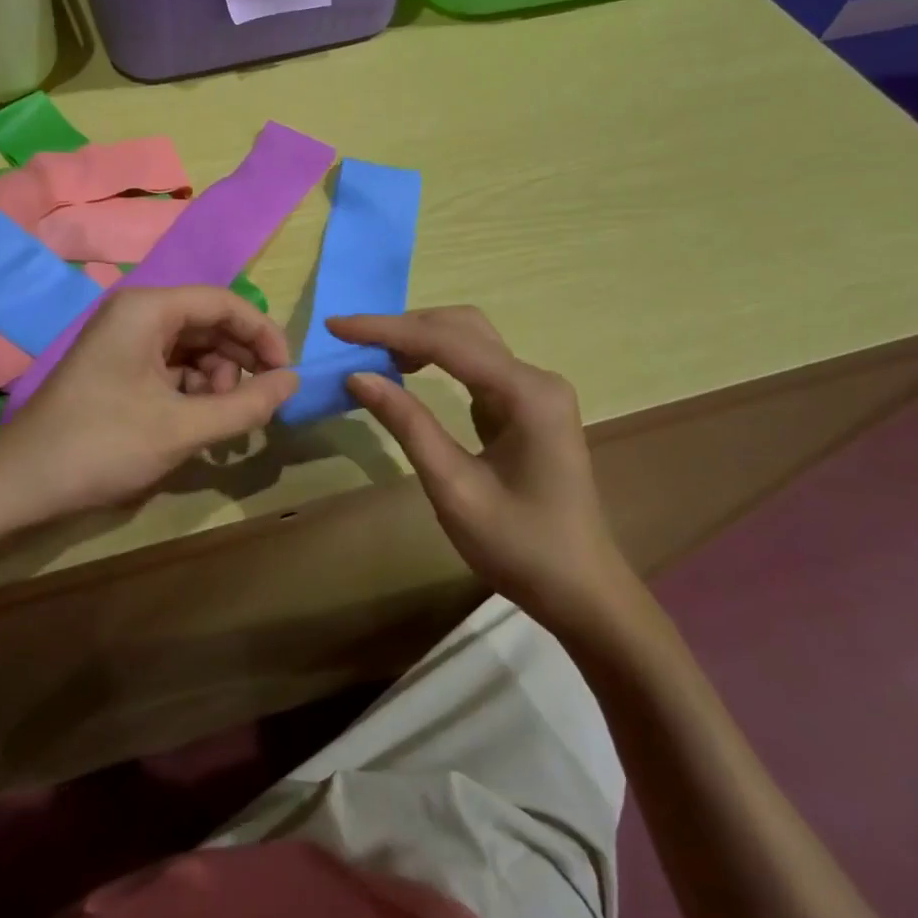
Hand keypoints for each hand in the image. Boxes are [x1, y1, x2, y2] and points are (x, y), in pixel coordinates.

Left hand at [0, 287, 298, 525]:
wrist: (21, 484)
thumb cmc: (103, 445)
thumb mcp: (183, 428)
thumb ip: (246, 404)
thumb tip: (294, 382)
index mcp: (148, 309)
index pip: (225, 303)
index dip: (264, 335)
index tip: (287, 375)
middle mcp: (136, 314)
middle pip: (208, 323)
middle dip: (238, 362)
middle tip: (258, 405)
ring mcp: (123, 342)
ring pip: (191, 348)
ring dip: (216, 382)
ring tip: (221, 424)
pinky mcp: (117, 369)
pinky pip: (170, 368)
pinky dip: (192, 393)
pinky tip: (197, 426)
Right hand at [328, 307, 638, 633]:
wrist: (580, 591)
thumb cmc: (519, 547)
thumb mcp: (453, 488)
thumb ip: (408, 425)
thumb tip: (357, 376)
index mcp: (527, 393)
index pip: (446, 342)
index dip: (387, 330)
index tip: (337, 326)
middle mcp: (535, 378)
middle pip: (462, 327)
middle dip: (403, 327)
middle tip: (350, 339)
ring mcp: (534, 390)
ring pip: (469, 340)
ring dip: (419, 338)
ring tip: (370, 352)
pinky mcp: (525, 405)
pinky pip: (475, 365)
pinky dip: (435, 358)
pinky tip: (405, 369)